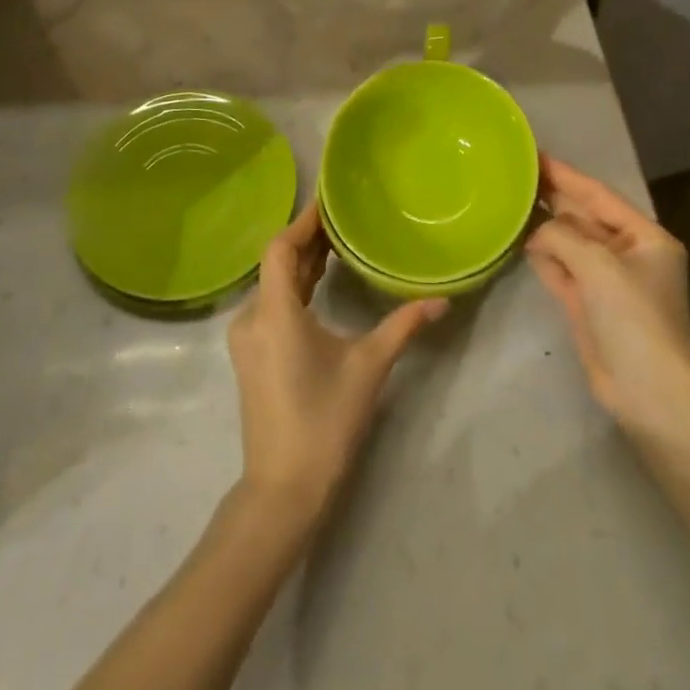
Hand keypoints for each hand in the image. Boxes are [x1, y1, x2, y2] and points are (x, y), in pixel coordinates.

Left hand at [227, 203, 446, 528]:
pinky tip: (319, 285)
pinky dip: (294, 288)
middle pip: (277, 263)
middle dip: (308, 240)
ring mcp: (247, 339)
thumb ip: (403, 326)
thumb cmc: (325, 421)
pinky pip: (271, 305)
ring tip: (337, 244)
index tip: (329, 200)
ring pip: (273, 285)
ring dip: (302, 264)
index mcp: (274, 312)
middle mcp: (252, 318)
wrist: (283, 489)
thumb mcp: (369, 367)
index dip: (303, 221)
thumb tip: (442, 300)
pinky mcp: (251, 356)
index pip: (281, 248)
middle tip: (343, 218)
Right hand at [526, 155, 689, 443]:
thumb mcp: (599, 265)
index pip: (598, 195)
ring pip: (569, 243)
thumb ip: (562, 237)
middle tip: (513, 175)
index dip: (566, 174)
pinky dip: (543, 256)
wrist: (650, 392)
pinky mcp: (587, 305)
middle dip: (552, 197)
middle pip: (583, 217)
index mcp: (644, 237)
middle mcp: (627, 254)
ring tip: (509, 202)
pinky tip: (520, 240)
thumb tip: (535, 232)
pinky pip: (561, 269)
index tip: (534, 155)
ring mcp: (606, 281)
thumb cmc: (634, 318)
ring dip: (544, 227)